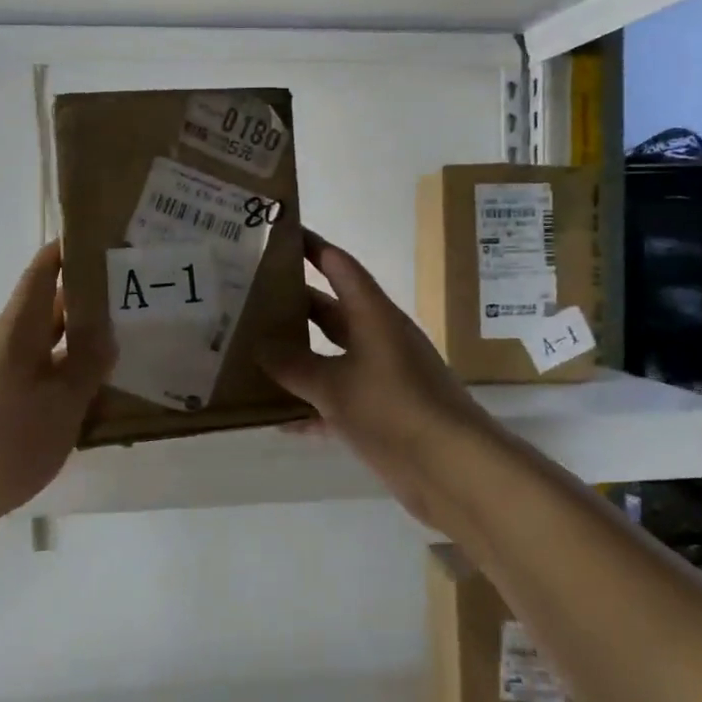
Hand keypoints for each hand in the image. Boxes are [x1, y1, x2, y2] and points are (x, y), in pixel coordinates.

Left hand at [0, 242, 112, 542]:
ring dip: (77, 346)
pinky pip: (34, 382)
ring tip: (124, 349)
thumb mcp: (60, 403)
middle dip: (86, 301)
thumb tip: (107, 329)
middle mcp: (1, 345)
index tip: (105, 239)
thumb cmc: (0, 440)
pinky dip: (62, 381)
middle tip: (134, 299)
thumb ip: (87, 364)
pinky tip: (90, 402)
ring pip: (43, 349)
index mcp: (16, 329)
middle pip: (46, 310)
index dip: (69, 250)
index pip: (43, 271)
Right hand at [259, 232, 495, 530]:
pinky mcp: (381, 412)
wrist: (451, 467)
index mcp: (373, 316)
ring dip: (299, 355)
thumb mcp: (334, 385)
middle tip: (251, 295)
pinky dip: (310, 405)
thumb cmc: (393, 409)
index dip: (313, 248)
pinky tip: (276, 417)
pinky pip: (336, 399)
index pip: (340, 267)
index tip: (281, 234)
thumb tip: (260, 346)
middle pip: (332, 311)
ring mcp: (381, 376)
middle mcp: (378, 338)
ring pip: (331, 356)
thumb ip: (294, 365)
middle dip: (295, 302)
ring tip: (253, 349)